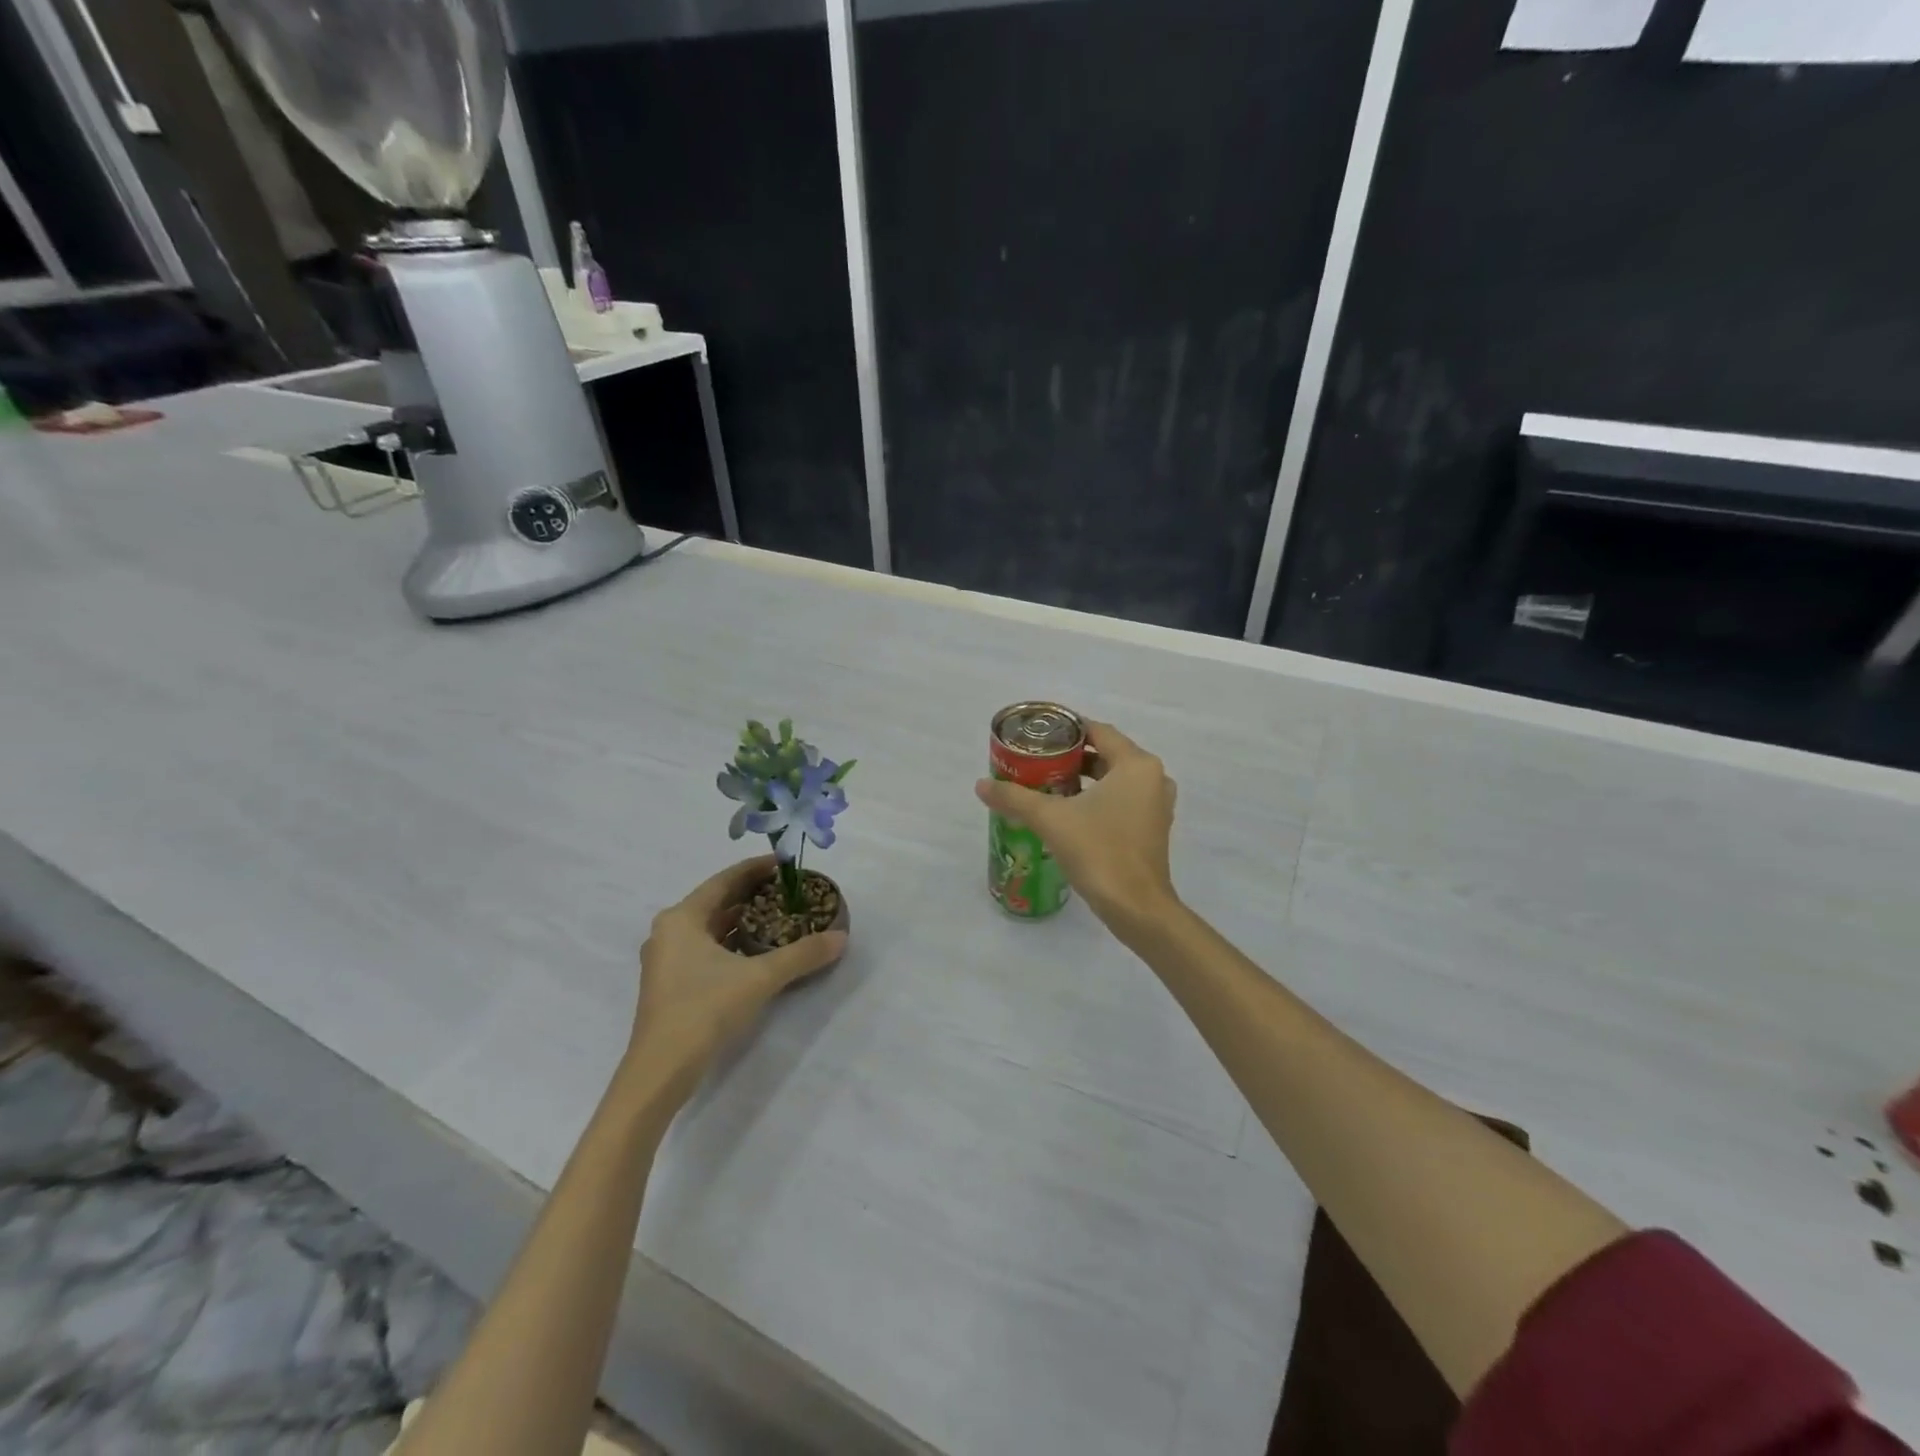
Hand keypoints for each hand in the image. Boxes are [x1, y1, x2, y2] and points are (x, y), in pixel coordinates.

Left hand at [625, 856, 846, 1107]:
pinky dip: (732, 942)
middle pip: (717, 901)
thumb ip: (801, 955)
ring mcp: (666, 959)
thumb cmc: (704, 1010)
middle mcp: (669, 931)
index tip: (785, 863)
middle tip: (788, 889)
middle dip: (752, 893)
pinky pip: (706, 948)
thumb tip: (841, 937)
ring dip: (742, 919)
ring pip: (711, 927)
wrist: (660, 1071)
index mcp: (682, 918)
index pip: (724, 880)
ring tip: (779, 914)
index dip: (756, 868)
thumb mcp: (760, 978)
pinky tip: (757, 949)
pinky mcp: (671, 983)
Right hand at [974, 721, 1178, 935]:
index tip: (1037, 736)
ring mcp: (1157, 805)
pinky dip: (1099, 799)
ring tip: (1047, 785)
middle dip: (1071, 757)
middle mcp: (1154, 778)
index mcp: (1136, 765)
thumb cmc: (1099, 852)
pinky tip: (1069, 812)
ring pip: (1115, 779)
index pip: (1098, 731)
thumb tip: (981, 785)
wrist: (1136, 908)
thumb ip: (1015, 797)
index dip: (1066, 730)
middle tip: (1036, 761)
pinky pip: (1123, 801)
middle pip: (1107, 754)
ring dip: (1084, 780)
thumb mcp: (1051, 819)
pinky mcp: (1153, 829)